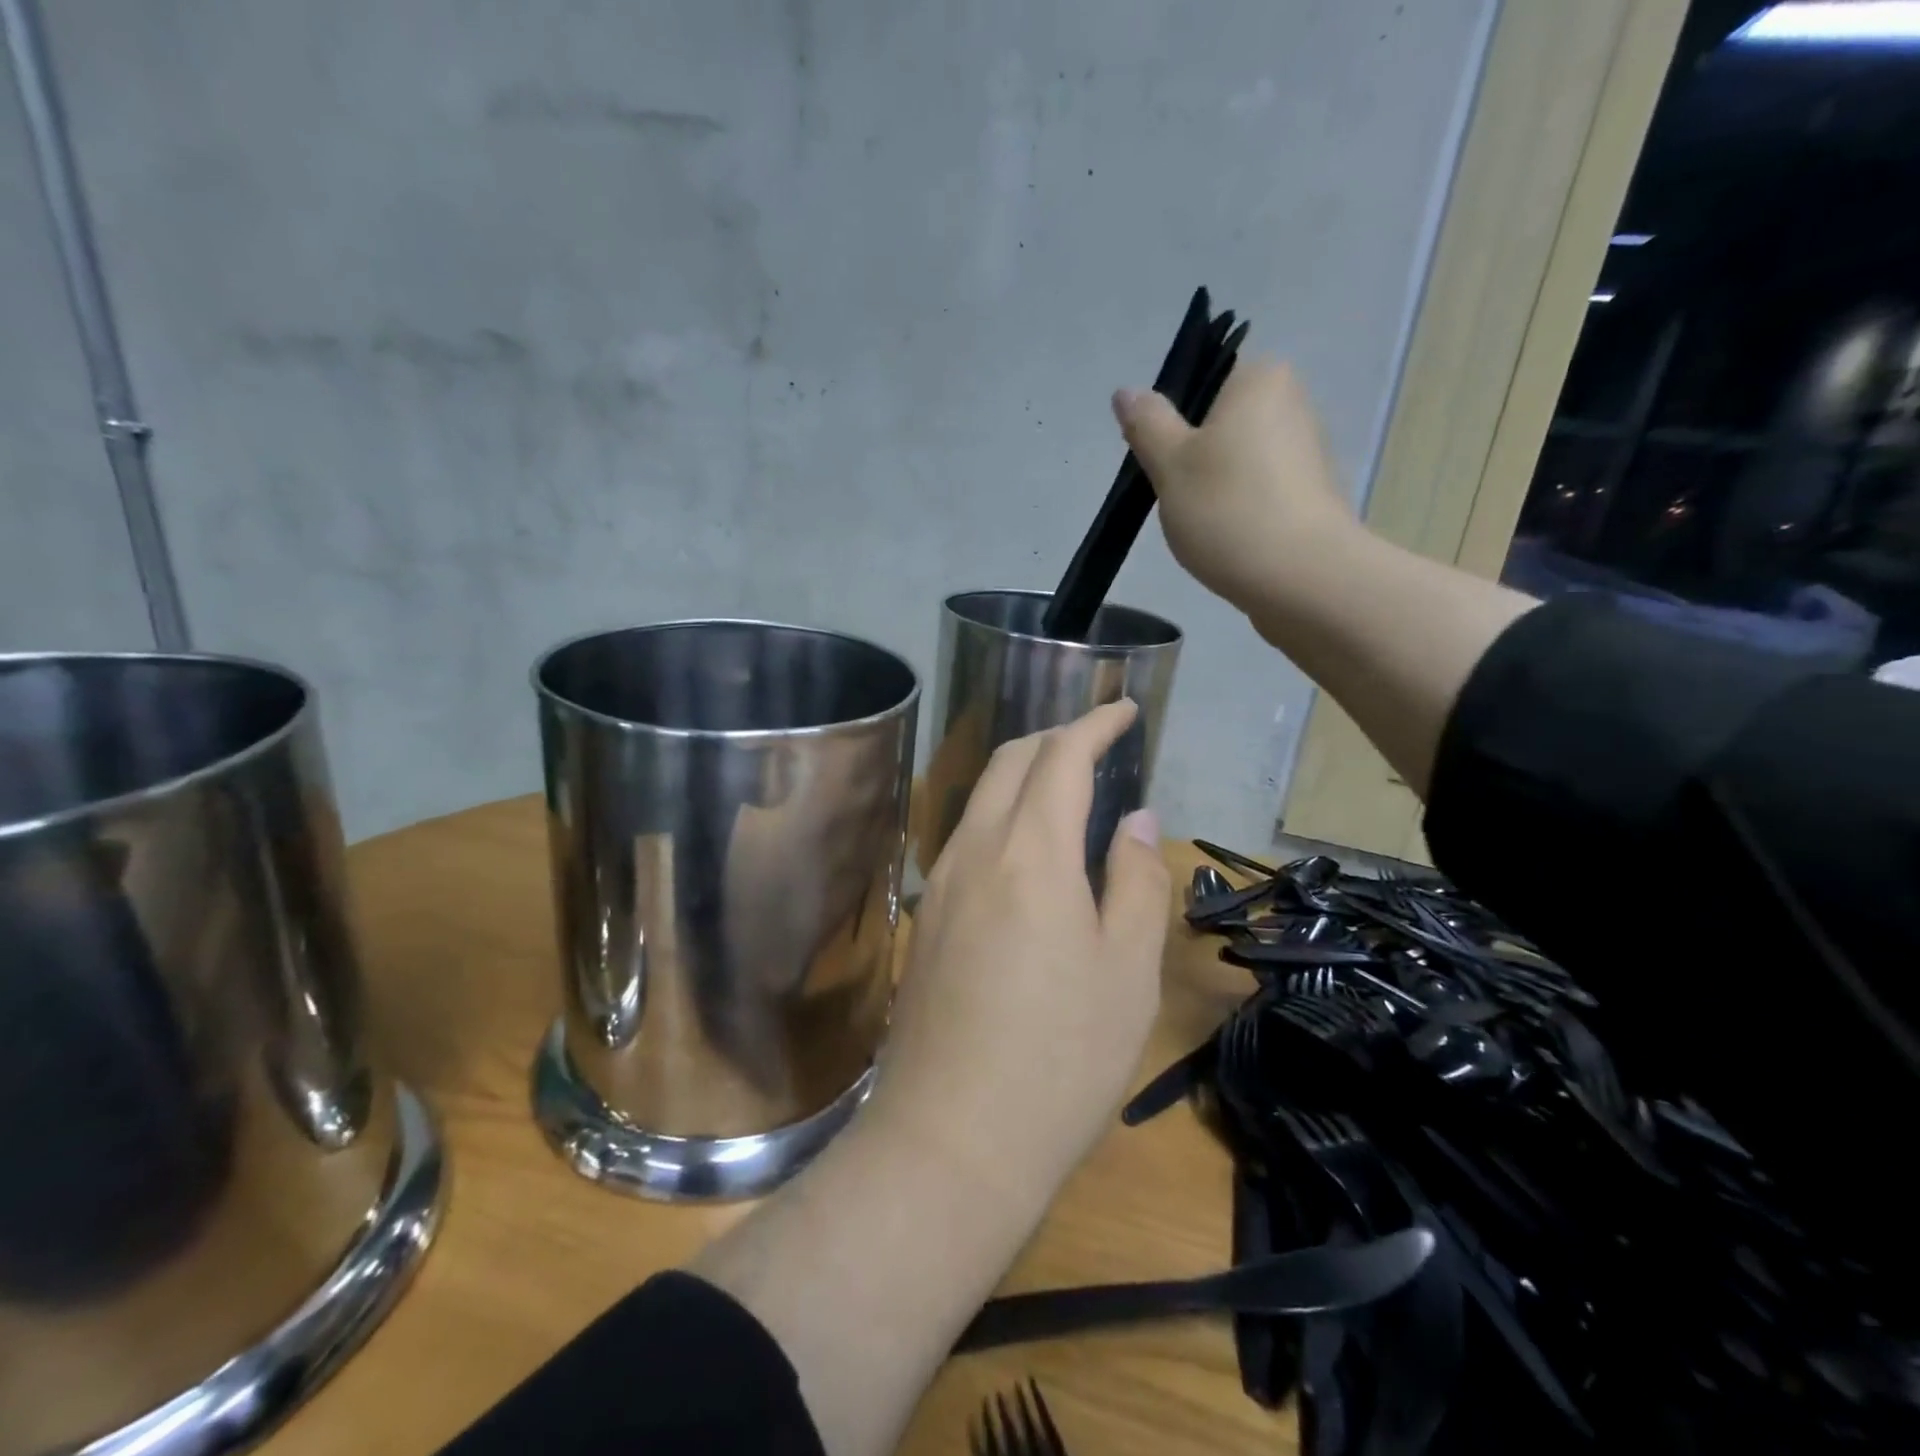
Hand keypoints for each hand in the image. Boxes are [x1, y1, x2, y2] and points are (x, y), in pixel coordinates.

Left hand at [871, 701, 1170, 1200]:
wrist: (951, 1141)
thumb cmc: (1060, 1060)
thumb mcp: (1127, 972)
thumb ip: (1137, 881)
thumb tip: (1137, 820)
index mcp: (1029, 853)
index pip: (1060, 758)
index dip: (1094, 724)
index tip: (1124, 709)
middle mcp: (974, 851)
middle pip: (1009, 762)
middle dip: (1055, 738)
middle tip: (1100, 742)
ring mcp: (940, 884)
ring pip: (980, 797)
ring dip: (1024, 774)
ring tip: (1070, 788)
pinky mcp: (925, 918)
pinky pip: (966, 837)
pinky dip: (1002, 814)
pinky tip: (1029, 848)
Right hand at [1112, 358, 1356, 612]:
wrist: (1302, 579)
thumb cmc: (1228, 510)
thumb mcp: (1170, 465)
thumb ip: (1147, 424)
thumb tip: (1127, 392)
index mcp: (1259, 379)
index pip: (1203, 381)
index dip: (1172, 422)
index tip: (1159, 462)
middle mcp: (1292, 403)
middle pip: (1220, 423)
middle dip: (1193, 459)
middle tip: (1175, 497)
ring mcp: (1308, 451)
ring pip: (1239, 461)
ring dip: (1214, 488)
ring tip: (1202, 525)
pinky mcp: (1313, 495)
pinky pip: (1261, 491)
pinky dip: (1239, 510)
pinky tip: (1228, 540)